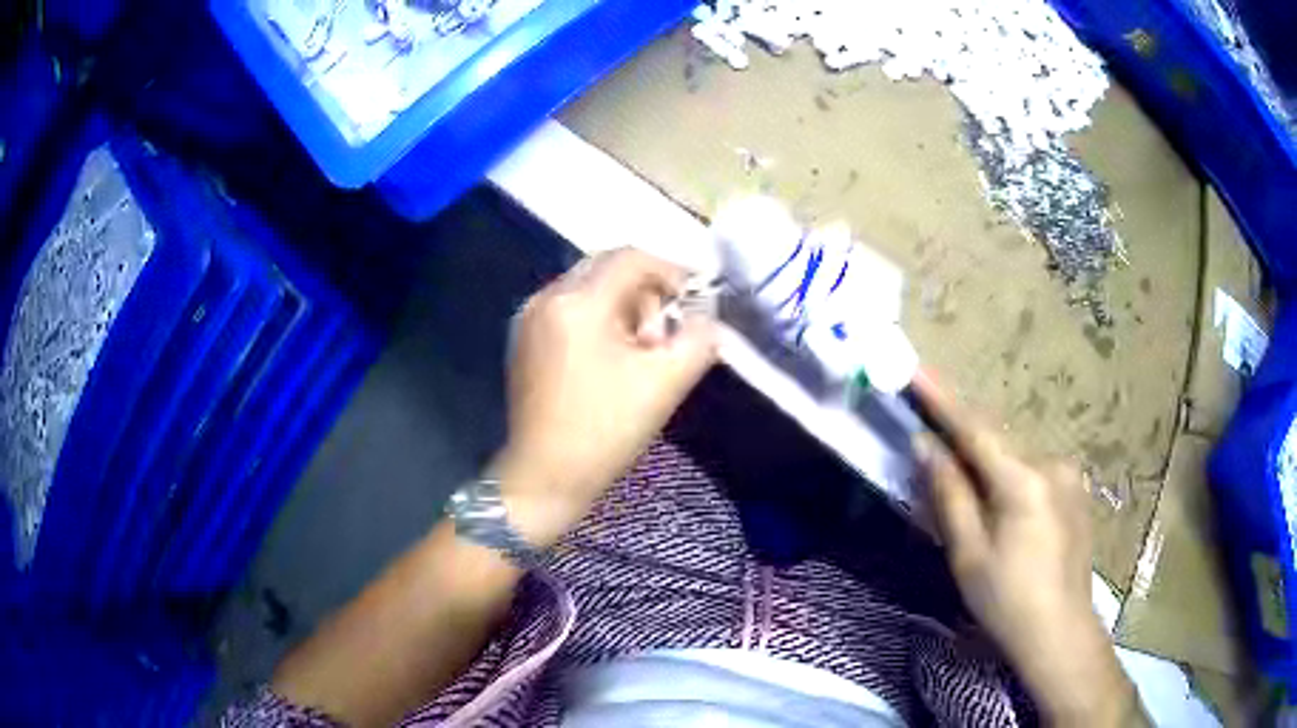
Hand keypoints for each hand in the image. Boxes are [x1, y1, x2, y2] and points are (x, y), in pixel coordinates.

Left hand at [491, 248, 717, 546]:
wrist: (545, 477)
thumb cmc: (605, 431)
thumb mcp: (665, 383)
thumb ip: (699, 339)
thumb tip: (707, 319)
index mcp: (578, 302)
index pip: (632, 258)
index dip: (672, 270)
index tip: (697, 298)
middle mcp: (548, 297)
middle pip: (608, 267)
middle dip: (646, 291)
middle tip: (665, 334)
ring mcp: (530, 318)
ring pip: (589, 288)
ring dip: (623, 306)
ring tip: (640, 351)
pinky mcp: (525, 339)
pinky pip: (570, 309)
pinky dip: (598, 319)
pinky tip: (610, 358)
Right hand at [911, 372, 1143, 726]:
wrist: (1060, 630)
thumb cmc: (1006, 599)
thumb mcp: (968, 553)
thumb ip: (948, 493)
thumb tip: (925, 445)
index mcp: (1023, 479)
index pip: (975, 428)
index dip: (942, 398)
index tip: (916, 370)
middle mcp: (1051, 463)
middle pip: (998, 441)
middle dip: (963, 439)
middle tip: (932, 441)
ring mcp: (1069, 475)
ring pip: (1016, 457)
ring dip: (989, 463)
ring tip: (969, 490)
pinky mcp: (1077, 489)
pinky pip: (1034, 470)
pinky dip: (1011, 477)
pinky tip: (1004, 509)